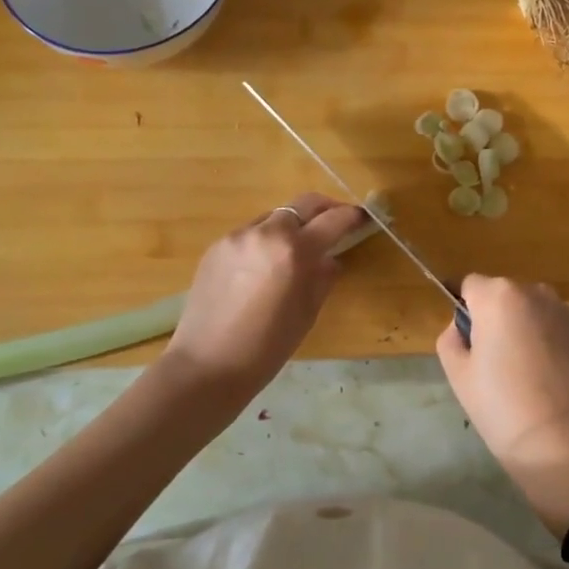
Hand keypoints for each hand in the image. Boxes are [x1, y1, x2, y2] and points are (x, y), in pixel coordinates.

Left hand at [163, 193, 366, 400]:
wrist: (206, 365)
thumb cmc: (266, 348)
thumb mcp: (307, 314)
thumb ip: (323, 278)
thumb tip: (329, 259)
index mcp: (294, 251)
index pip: (332, 220)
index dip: (352, 216)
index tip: (362, 218)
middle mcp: (266, 233)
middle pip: (303, 203)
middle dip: (325, 208)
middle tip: (336, 222)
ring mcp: (237, 236)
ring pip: (275, 217)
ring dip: (292, 225)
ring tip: (297, 249)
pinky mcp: (216, 246)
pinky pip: (251, 233)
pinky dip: (266, 240)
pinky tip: (264, 267)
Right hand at [435, 275, 568, 533]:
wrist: (568, 448)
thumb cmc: (503, 409)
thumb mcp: (458, 376)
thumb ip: (451, 338)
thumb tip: (464, 328)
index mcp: (499, 296)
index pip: (470, 286)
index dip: (464, 309)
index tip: (465, 339)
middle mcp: (536, 293)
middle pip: (504, 296)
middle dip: (496, 318)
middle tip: (493, 362)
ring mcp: (568, 313)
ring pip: (534, 312)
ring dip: (525, 329)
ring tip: (525, 374)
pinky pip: (558, 330)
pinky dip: (551, 344)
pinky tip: (550, 381)